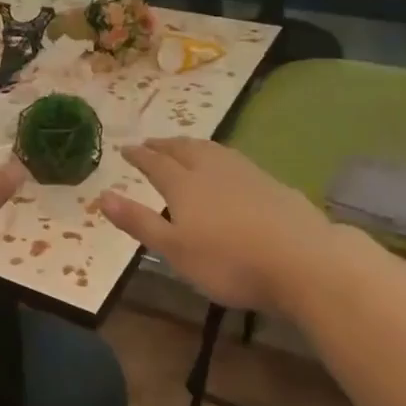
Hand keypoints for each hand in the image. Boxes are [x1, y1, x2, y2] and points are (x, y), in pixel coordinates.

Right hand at [99, 138, 349, 311]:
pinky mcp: (272, 183)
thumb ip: (138, 222)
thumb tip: (101, 195)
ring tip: (183, 146)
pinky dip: (219, 156)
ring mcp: (245, 173)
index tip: (125, 149)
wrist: (304, 261)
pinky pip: (234, 160)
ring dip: (191, 145)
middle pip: (183, 149)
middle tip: (151, 143)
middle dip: (164, 145)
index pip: (155, 163)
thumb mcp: (174, 249)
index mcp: (183, 185)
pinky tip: (226, 167)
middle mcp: (211, 170)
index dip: (139, 156)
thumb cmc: (230, 261)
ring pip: (211, 150)